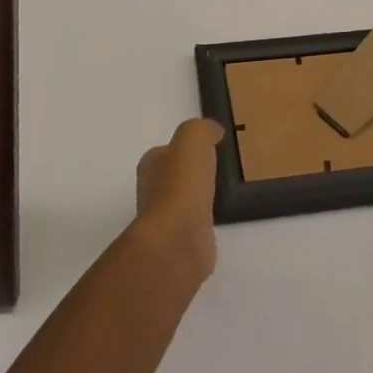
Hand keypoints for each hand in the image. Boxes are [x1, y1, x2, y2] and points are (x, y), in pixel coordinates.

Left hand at [132, 118, 224, 289]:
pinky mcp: (179, 243)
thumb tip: (212, 131)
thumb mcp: (193, 138)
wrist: (178, 239)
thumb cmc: (182, 183)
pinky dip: (204, 220)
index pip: (166, 151)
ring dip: (198, 197)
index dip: (185, 148)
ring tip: (221, 191)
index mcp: (151, 165)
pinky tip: (218, 218)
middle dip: (191, 173)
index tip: (208, 147)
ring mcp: (164, 220)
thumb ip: (202, 129)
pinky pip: (194, 225)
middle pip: (173, 176)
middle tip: (217, 168)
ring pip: (184, 201)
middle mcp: (151, 191)